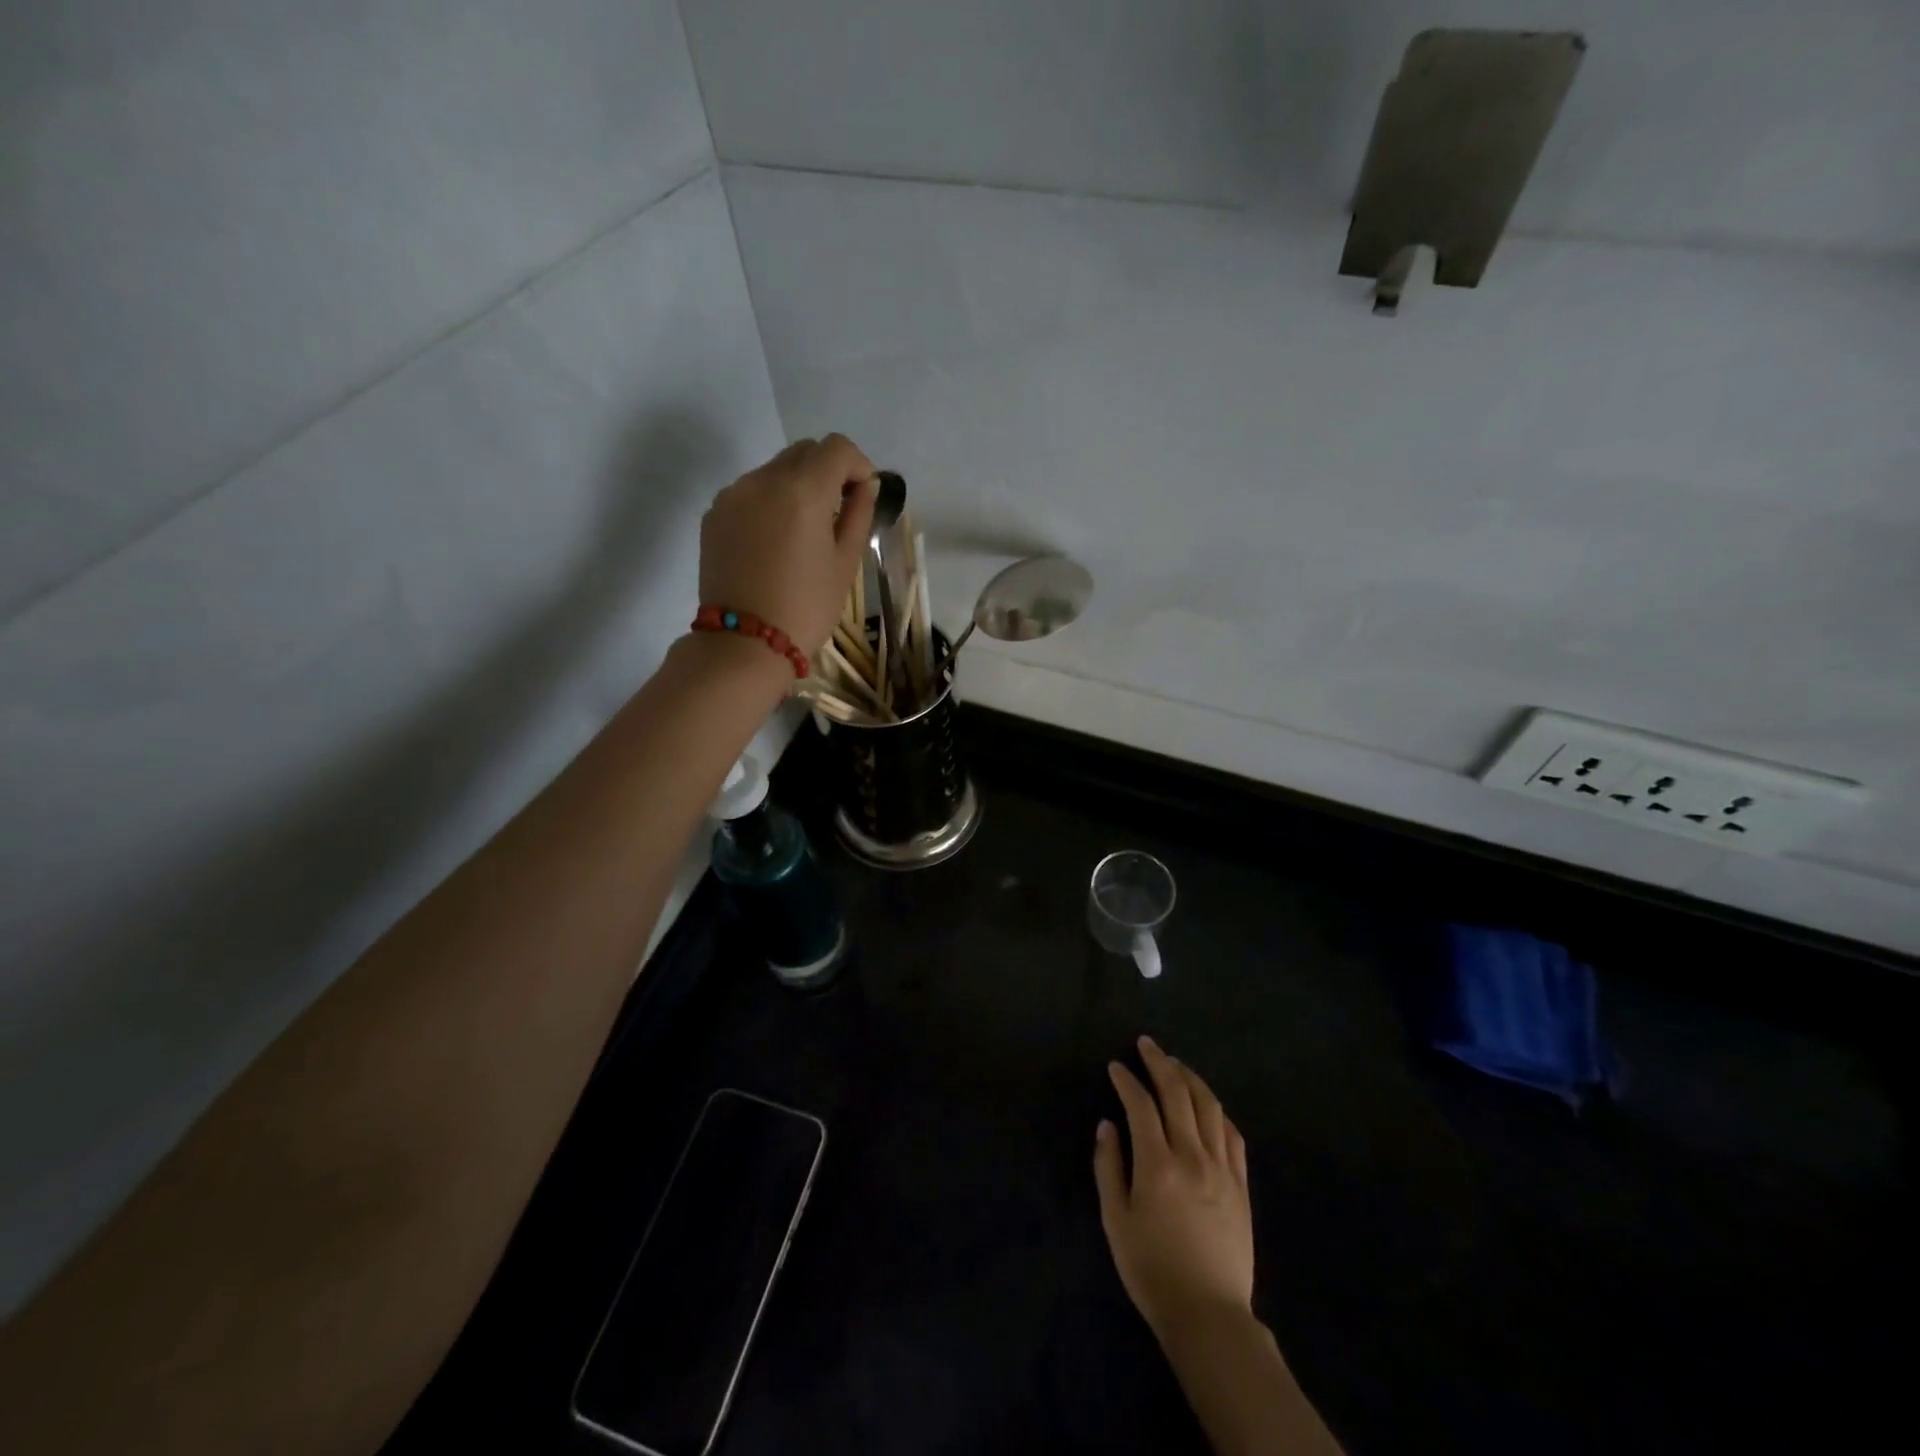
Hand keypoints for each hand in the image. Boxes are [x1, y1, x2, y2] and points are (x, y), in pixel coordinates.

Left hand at [699, 434, 878, 657]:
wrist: (744, 644)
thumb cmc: (806, 606)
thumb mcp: (846, 563)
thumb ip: (859, 514)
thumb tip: (865, 485)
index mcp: (802, 489)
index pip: (837, 448)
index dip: (858, 466)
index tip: (864, 496)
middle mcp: (763, 479)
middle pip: (804, 452)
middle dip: (827, 472)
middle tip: (837, 513)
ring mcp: (733, 494)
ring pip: (775, 470)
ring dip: (797, 487)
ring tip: (803, 533)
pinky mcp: (714, 514)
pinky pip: (751, 493)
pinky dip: (770, 503)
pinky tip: (774, 543)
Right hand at [1094, 1036, 1253, 1340]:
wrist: (1209, 1315)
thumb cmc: (1152, 1270)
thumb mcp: (1115, 1220)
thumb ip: (1108, 1167)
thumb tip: (1107, 1124)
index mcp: (1158, 1164)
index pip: (1141, 1104)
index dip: (1126, 1080)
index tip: (1115, 1066)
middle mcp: (1192, 1155)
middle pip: (1178, 1093)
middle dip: (1159, 1063)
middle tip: (1146, 1045)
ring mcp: (1222, 1168)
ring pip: (1209, 1106)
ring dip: (1190, 1078)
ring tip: (1175, 1064)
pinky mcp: (1241, 1184)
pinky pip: (1232, 1134)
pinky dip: (1217, 1110)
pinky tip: (1207, 1104)